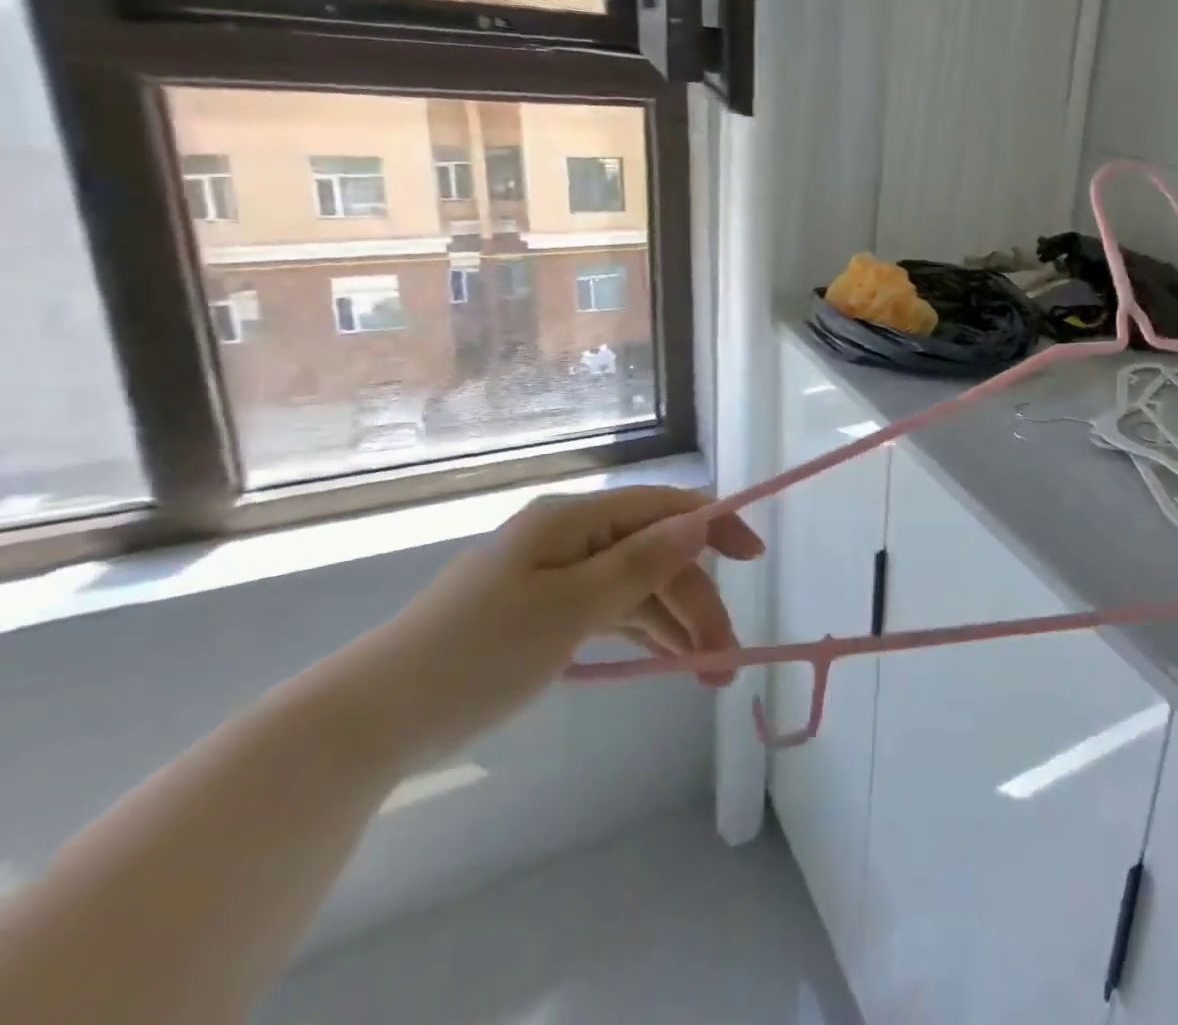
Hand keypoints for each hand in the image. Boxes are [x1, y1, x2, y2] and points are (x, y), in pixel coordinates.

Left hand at [323, 487, 762, 761]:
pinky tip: (671, 660)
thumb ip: (642, 563)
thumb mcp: (570, 608)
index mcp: (575, 519)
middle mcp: (572, 537)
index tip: (754, 558)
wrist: (371, 722)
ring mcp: (558, 575)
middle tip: (725, 660)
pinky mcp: (547, 611)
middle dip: (697, 603)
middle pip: (656, 557)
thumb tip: (701, 520)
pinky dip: (644, 634)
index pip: (664, 508)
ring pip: (639, 589)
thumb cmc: (476, 654)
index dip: (715, 526)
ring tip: (710, 674)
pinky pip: (612, 611)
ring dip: (677, 625)